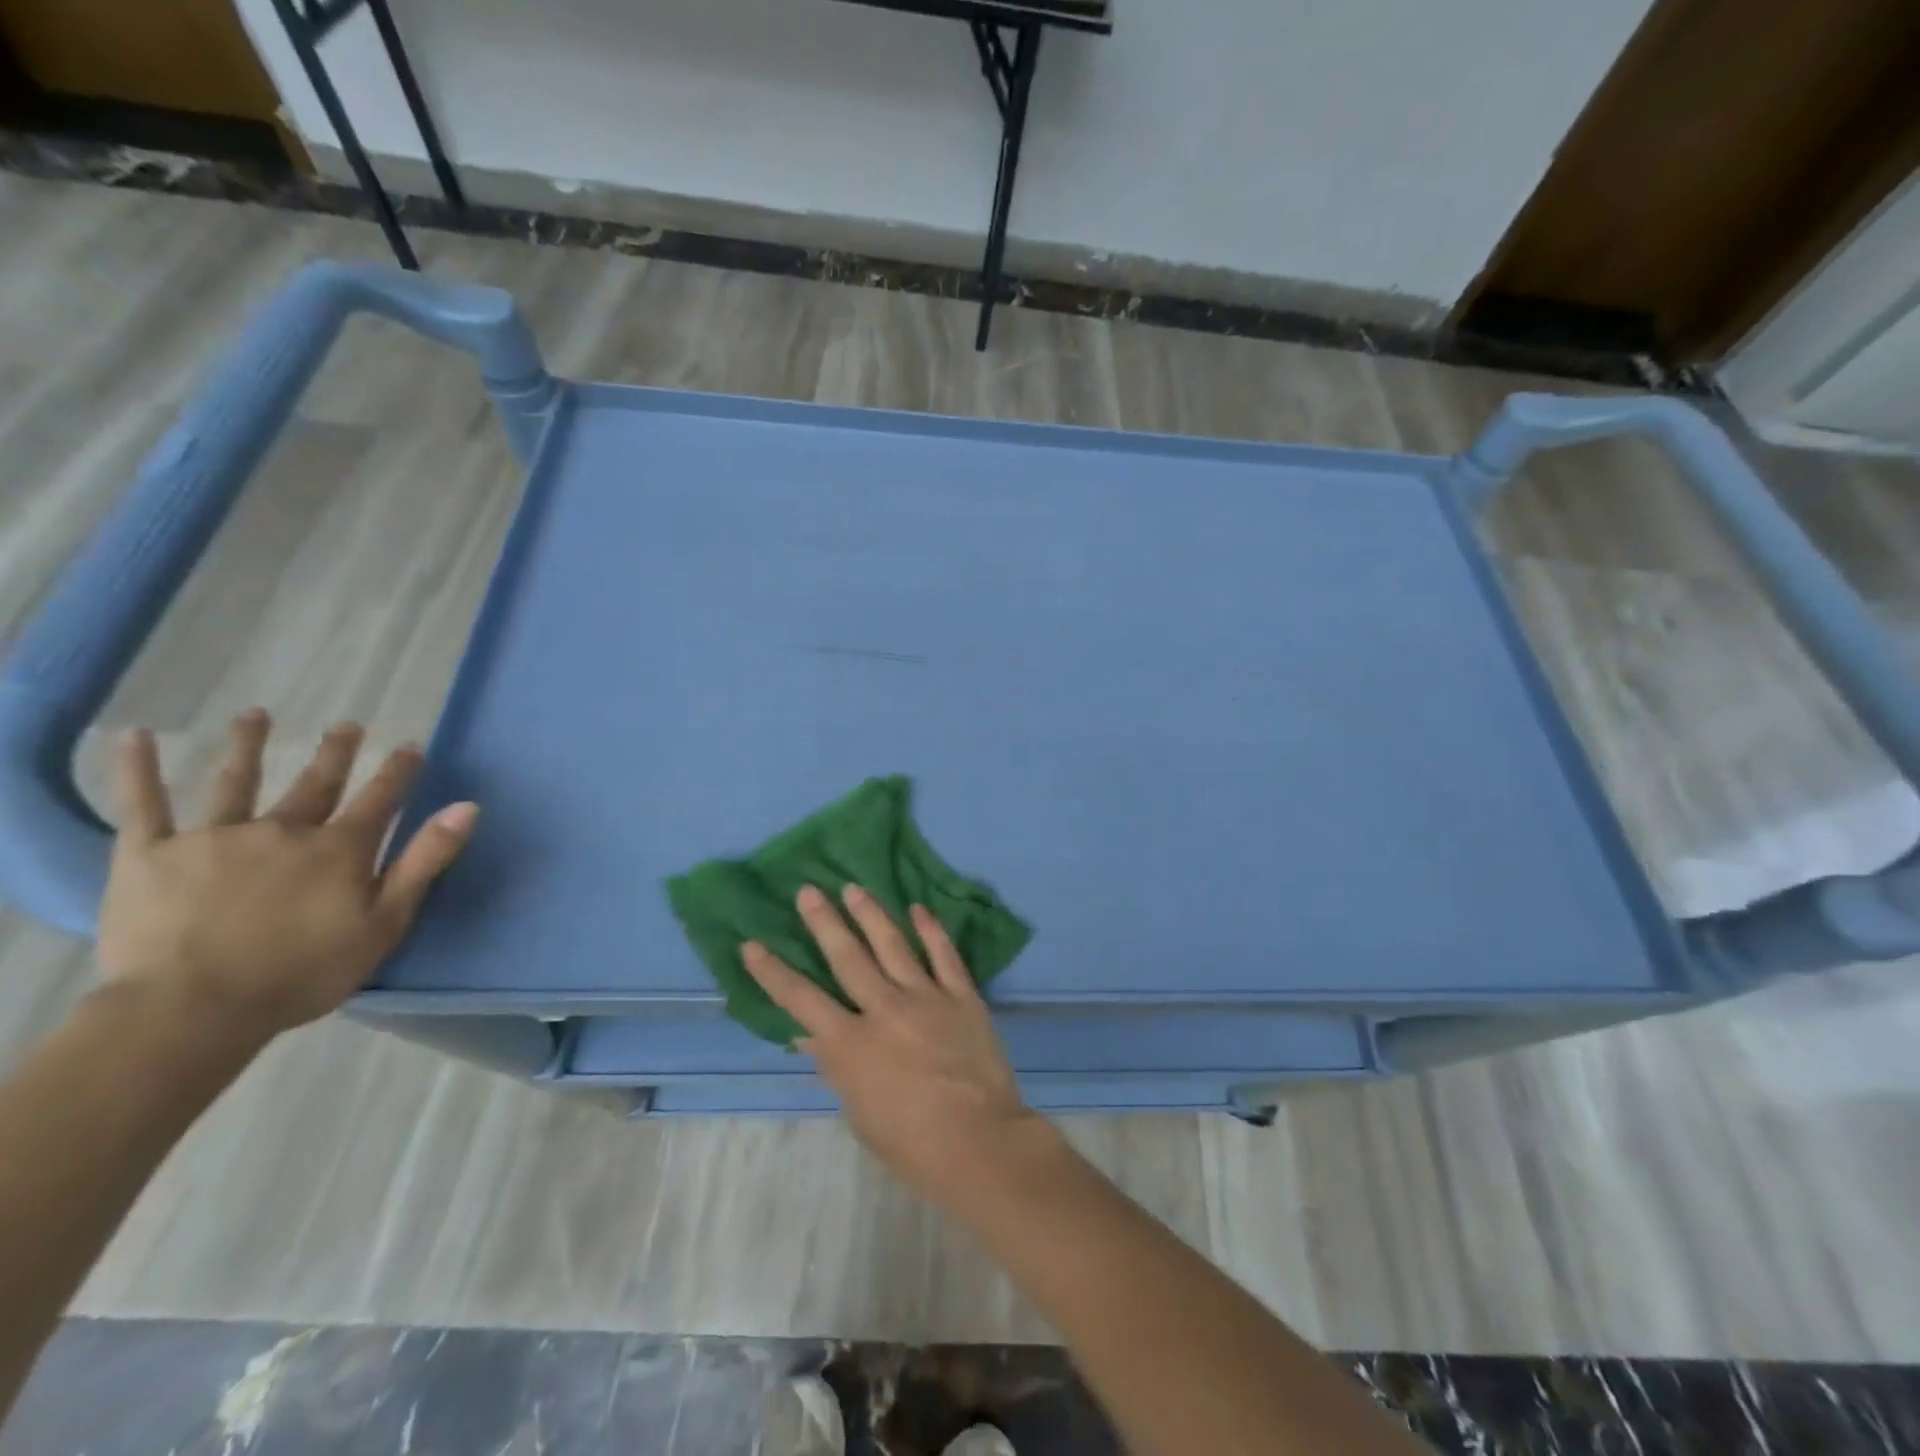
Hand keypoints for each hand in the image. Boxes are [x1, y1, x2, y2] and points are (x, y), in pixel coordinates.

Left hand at [96, 711, 477, 1042]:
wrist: (191, 1009)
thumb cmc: (302, 972)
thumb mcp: (385, 921)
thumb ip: (425, 860)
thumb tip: (467, 807)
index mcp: (339, 849)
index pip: (379, 799)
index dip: (398, 771)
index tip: (410, 746)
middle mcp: (283, 829)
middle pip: (316, 783)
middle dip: (335, 753)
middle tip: (348, 725)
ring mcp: (214, 837)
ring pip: (236, 782)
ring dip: (249, 745)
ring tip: (256, 715)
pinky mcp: (149, 854)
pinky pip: (143, 805)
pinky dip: (139, 769)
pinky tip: (139, 737)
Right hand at [741, 884, 1061, 1216]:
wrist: (979, 1143)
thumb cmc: (911, 1143)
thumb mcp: (859, 1113)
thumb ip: (837, 1067)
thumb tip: (810, 1035)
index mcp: (850, 1044)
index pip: (800, 1000)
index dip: (773, 972)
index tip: (752, 944)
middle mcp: (884, 1009)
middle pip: (847, 957)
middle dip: (824, 922)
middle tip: (808, 890)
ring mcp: (926, 997)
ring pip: (893, 945)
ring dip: (871, 914)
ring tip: (854, 888)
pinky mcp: (962, 996)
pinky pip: (944, 955)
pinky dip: (931, 929)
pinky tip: (918, 908)